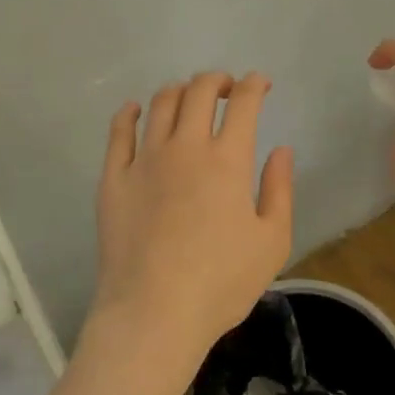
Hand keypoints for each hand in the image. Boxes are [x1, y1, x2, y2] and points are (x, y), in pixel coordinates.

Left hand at [91, 71, 294, 360]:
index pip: (244, 102)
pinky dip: (129, 113)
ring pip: (161, 103)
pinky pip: (119, 131)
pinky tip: (135, 110)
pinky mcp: (114, 177)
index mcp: (228, 159)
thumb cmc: (221, 283)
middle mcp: (186, 146)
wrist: (154, 313)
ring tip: (188, 99)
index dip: (255, 84)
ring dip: (180, 91)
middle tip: (227, 90)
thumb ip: (280, 189)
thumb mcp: (272, 242)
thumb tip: (281, 150)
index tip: (260, 84)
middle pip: (199, 90)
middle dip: (218, 81)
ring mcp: (145, 159)